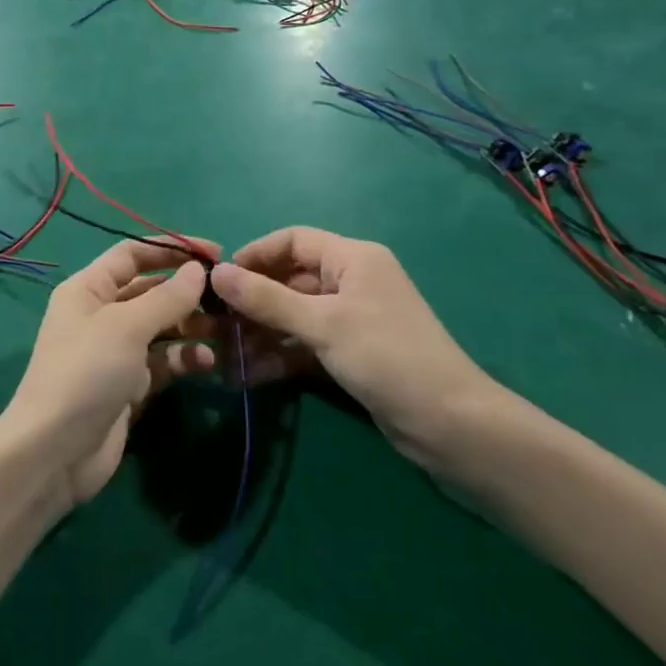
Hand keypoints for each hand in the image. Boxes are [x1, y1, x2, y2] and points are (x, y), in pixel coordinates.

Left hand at [0, 239, 217, 513]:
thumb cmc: (86, 373)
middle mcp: (100, 314)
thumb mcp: (126, 327)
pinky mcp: (129, 385)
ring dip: (191, 325)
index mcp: (88, 289)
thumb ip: (166, 298)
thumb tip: (198, 270)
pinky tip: (207, 362)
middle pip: (150, 290)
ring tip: (226, 330)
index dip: (171, 249)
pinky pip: (163, 361)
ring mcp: (115, 351)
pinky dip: (184, 359)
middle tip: (228, 297)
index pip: (132, 255)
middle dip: (187, 291)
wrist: (56, 451)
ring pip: (161, 327)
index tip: (214, 253)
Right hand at [210, 228, 497, 465]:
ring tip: (225, 354)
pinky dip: (279, 356)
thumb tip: (216, 273)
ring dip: (260, 333)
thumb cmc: (386, 357)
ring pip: (293, 315)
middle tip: (215, 323)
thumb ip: (266, 298)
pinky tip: (248, 374)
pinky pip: (304, 344)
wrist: (450, 425)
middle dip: (252, 301)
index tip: (220, 279)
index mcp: (352, 258)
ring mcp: (350, 320)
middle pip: (289, 280)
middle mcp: (350, 282)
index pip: (293, 240)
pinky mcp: (349, 354)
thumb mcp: (322, 324)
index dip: (255, 254)